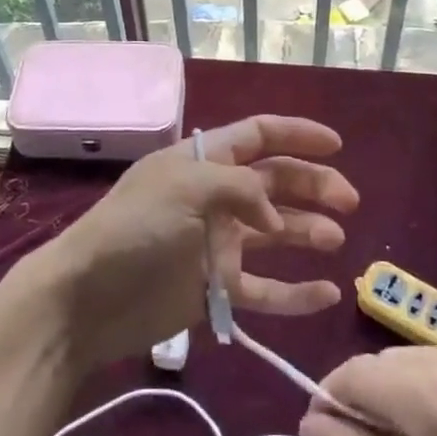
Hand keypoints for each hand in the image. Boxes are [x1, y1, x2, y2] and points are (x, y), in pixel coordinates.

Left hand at [24, 115, 359, 370]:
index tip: (337, 145)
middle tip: (349, 201)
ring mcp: (217, 245)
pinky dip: (296, 294)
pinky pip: (265, 290)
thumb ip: (241, 190)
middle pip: (275, 184)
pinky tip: (327, 294)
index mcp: (205, 163)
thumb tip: (276, 221)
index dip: (297, 136)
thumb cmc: (135, 228)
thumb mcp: (186, 187)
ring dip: (308, 233)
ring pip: (275, 235)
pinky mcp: (216, 290)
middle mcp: (216, 198)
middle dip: (313, 186)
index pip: (259, 136)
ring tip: (336, 240)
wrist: (87, 299)